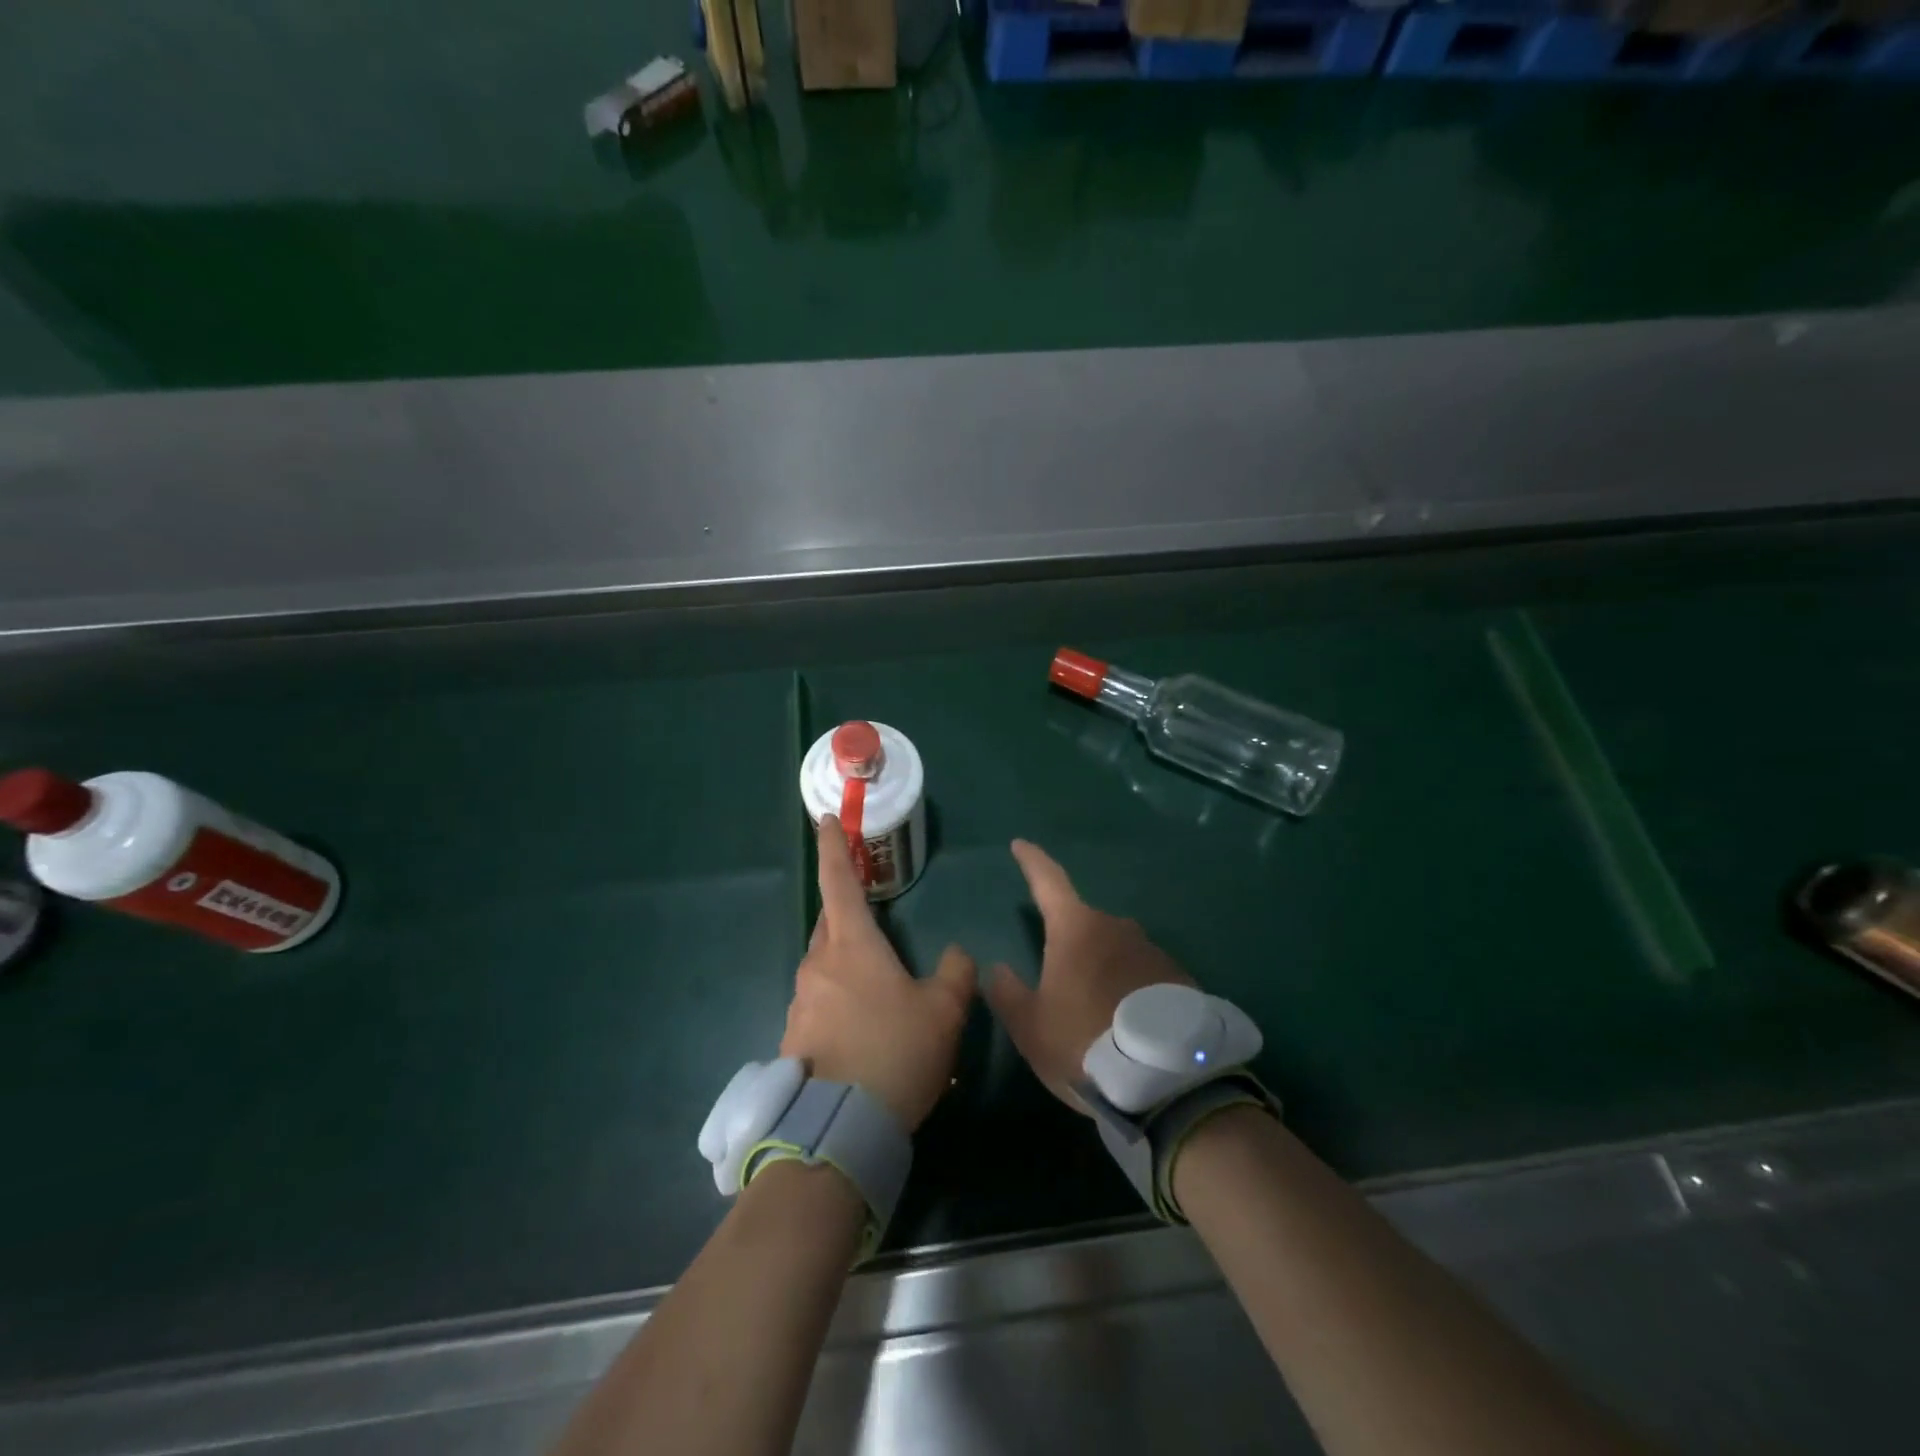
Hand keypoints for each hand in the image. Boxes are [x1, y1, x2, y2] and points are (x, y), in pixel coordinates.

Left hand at [779, 815, 975, 1131]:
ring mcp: (801, 1002)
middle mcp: (818, 964)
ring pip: (824, 964)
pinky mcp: (794, 1036)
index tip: (824, 819)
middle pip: (830, 922)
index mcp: (851, 945)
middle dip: (846, 909)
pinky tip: (864, 1028)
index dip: (833, 847)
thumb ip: (956, 973)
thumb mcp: (944, 1011)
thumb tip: (957, 953)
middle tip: (870, 911)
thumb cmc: (896, 1053)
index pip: (838, 881)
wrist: (840, 1129)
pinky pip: (819, 1000)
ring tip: (878, 986)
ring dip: (846, 961)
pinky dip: (839, 999)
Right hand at [984, 840, 1196, 1112]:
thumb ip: (1007, 993)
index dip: (1032, 862)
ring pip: (1115, 949)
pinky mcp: (1179, 977)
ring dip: (1102, 967)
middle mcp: (1116, 928)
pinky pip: (1143, 972)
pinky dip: (1130, 986)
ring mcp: (1152, 950)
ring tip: (1096, 1012)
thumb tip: (997, 969)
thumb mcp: (1031, 1027)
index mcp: (1076, 929)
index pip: (1048, 881)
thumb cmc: (1084, 1043)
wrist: (1166, 1080)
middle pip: (1083, 923)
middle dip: (1068, 942)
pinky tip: (1128, 1022)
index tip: (1020, 845)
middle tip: (1058, 979)